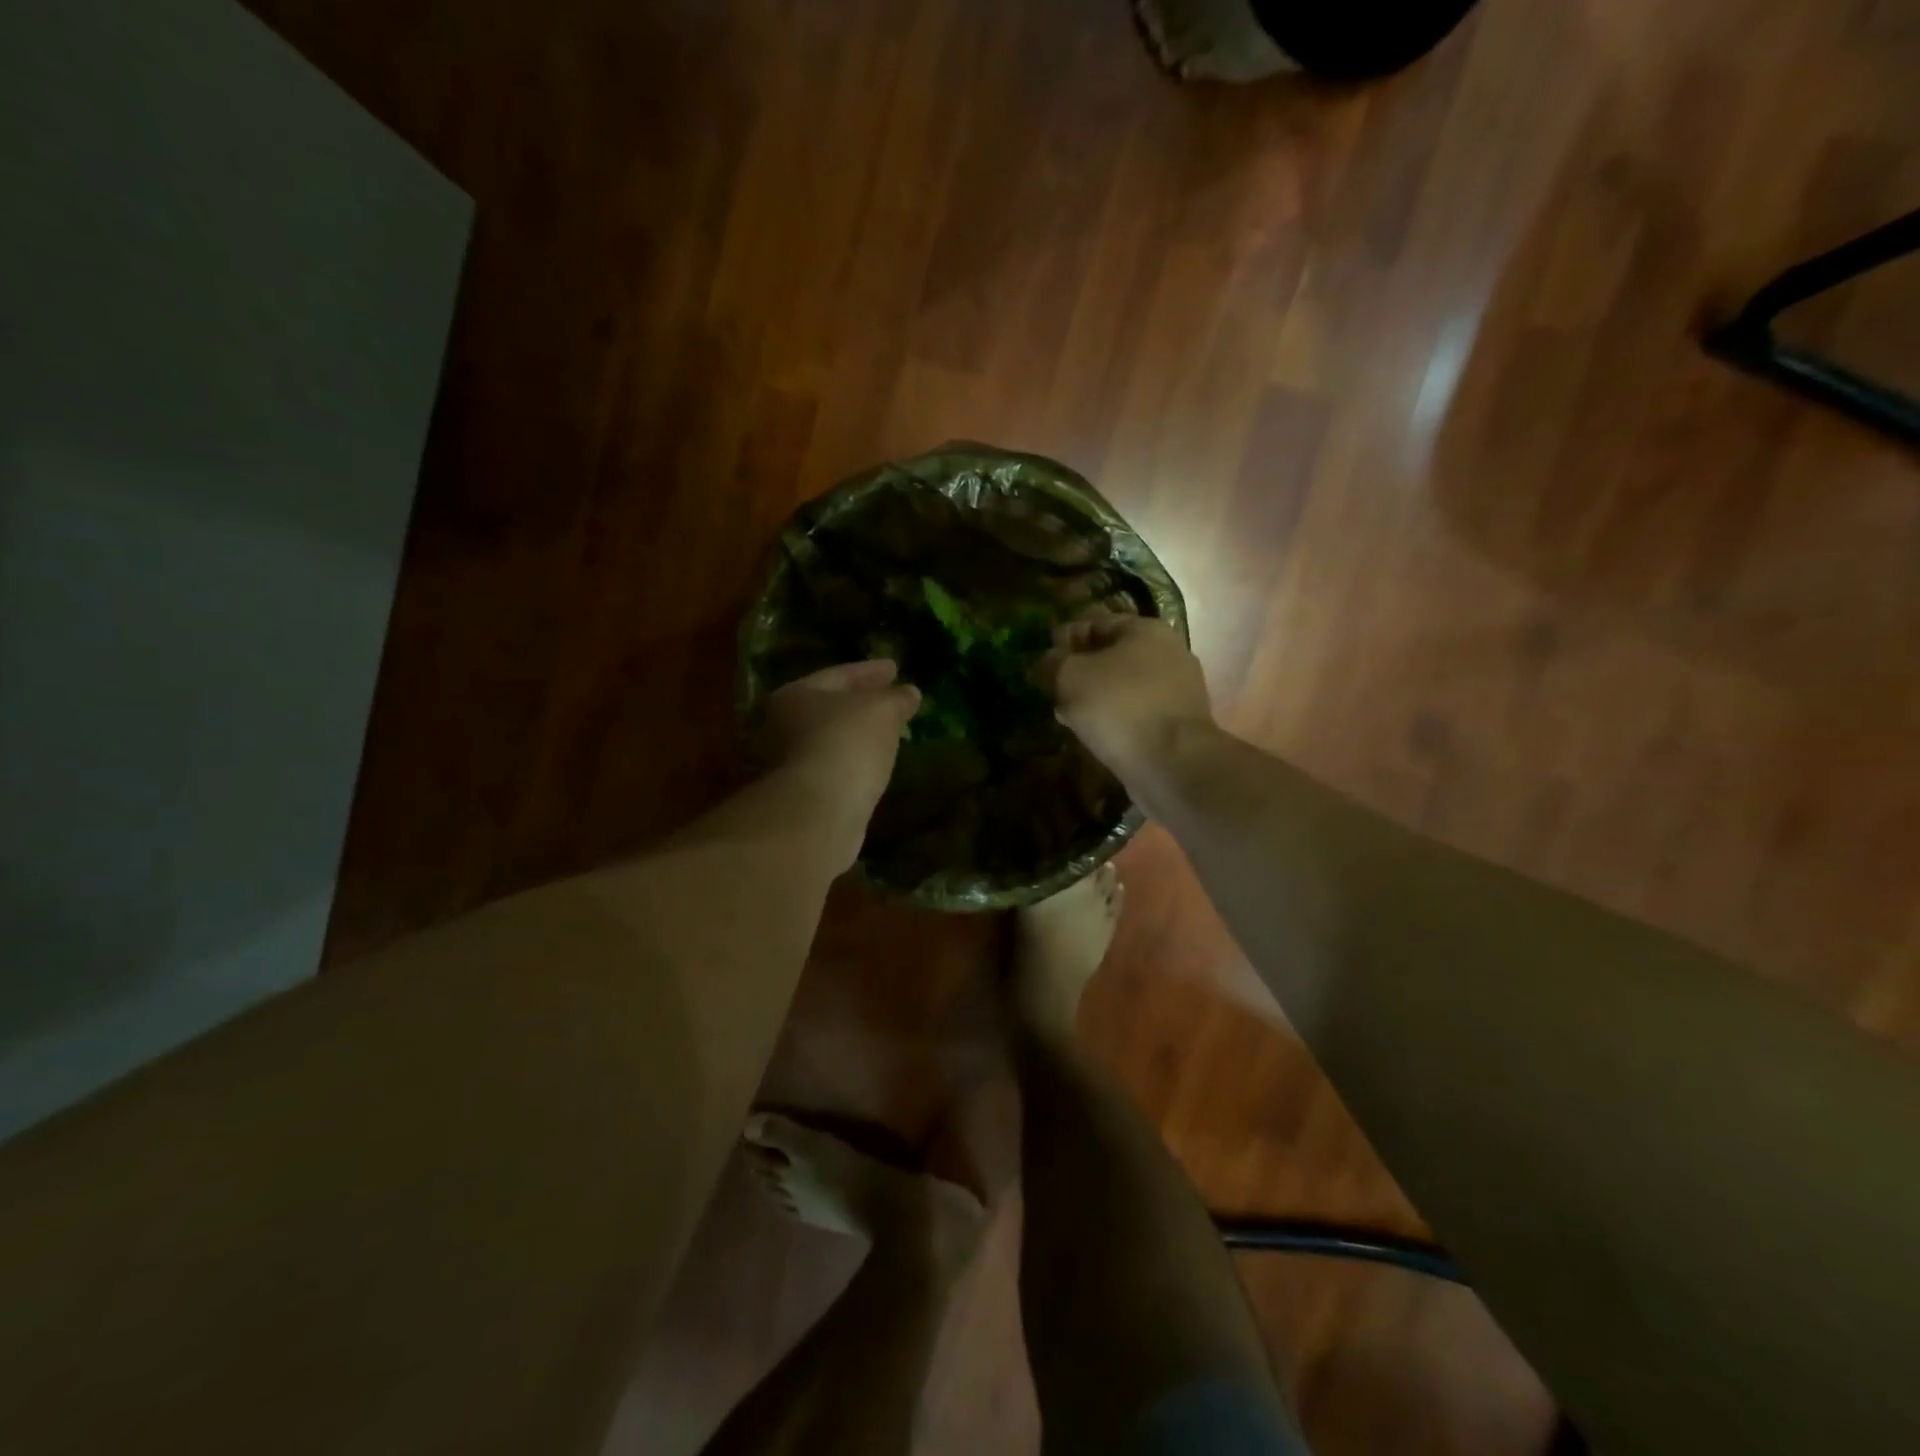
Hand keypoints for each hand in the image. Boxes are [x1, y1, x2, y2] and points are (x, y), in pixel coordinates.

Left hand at [760, 659, 919, 819]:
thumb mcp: (882, 711)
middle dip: (861, 703)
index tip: (896, 668)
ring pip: (831, 739)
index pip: (839, 674)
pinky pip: (835, 767)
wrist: (819, 812)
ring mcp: (788, 764)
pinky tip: (875, 764)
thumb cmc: (847, 744)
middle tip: (890, 699)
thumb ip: (896, 698)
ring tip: (888, 732)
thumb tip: (909, 693)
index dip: (870, 671)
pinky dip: (855, 761)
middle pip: (829, 707)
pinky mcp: (802, 795)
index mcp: (795, 695)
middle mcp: (782, 725)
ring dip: (858, 734)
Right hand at [1034, 613, 1213, 780]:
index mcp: (1146, 630)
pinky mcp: (1178, 723)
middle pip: (1111, 655)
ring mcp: (1178, 690)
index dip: (1063, 638)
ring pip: (1123, 686)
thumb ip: (1053, 662)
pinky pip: (1136, 712)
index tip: (1040, 660)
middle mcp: (1169, 652)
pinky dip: (1114, 718)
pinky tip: (1092, 733)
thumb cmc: (1119, 706)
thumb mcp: (1071, 677)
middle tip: (1052, 689)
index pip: (1095, 622)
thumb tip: (1044, 660)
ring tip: (1066, 714)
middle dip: (1078, 671)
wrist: (1171, 763)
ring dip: (1094, 697)